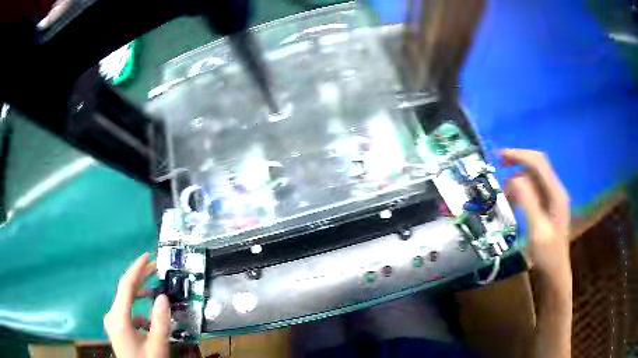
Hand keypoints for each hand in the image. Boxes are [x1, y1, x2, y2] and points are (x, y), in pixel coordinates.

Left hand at [104, 253, 170, 357]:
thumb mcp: (157, 344)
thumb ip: (160, 321)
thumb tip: (163, 296)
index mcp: (119, 317)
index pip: (126, 285)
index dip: (137, 269)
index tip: (147, 255)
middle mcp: (112, 315)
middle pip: (125, 290)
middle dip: (140, 277)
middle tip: (156, 267)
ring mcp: (113, 321)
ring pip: (126, 301)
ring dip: (140, 294)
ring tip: (155, 289)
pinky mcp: (116, 327)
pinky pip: (127, 312)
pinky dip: (139, 311)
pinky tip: (150, 321)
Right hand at [501, 149, 570, 276]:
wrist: (555, 273)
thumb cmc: (547, 256)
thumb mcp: (537, 231)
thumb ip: (528, 203)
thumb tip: (513, 179)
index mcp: (556, 194)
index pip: (538, 163)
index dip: (519, 156)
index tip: (499, 157)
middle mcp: (556, 190)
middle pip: (537, 165)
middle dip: (518, 160)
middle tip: (499, 163)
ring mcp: (553, 198)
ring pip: (534, 176)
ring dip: (518, 179)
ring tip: (504, 194)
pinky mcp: (548, 205)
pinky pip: (533, 189)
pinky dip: (521, 190)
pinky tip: (513, 202)